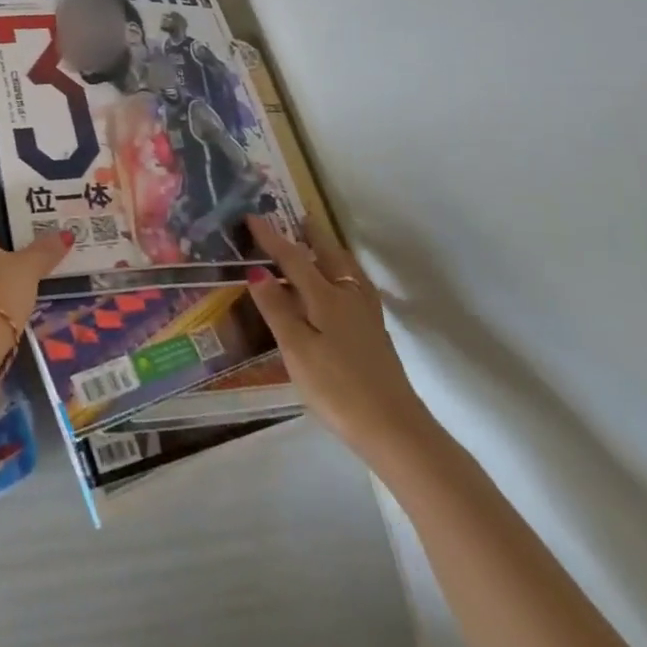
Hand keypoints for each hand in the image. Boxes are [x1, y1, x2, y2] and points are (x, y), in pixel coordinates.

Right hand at [244, 217, 433, 462]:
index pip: (293, 258)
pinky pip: (356, 287)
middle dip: (313, 235)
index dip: (271, 238)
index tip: (252, 217)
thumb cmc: (337, 388)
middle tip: (300, 217)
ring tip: (321, 244)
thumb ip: (276, 308)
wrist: (395, 429)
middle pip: (330, 256)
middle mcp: (349, 297)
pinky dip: (344, 273)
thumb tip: (257, 270)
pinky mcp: (376, 334)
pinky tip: (343, 288)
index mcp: (326, 297)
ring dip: (332, 251)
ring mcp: (367, 316)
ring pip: (348, 270)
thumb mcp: (296, 349)